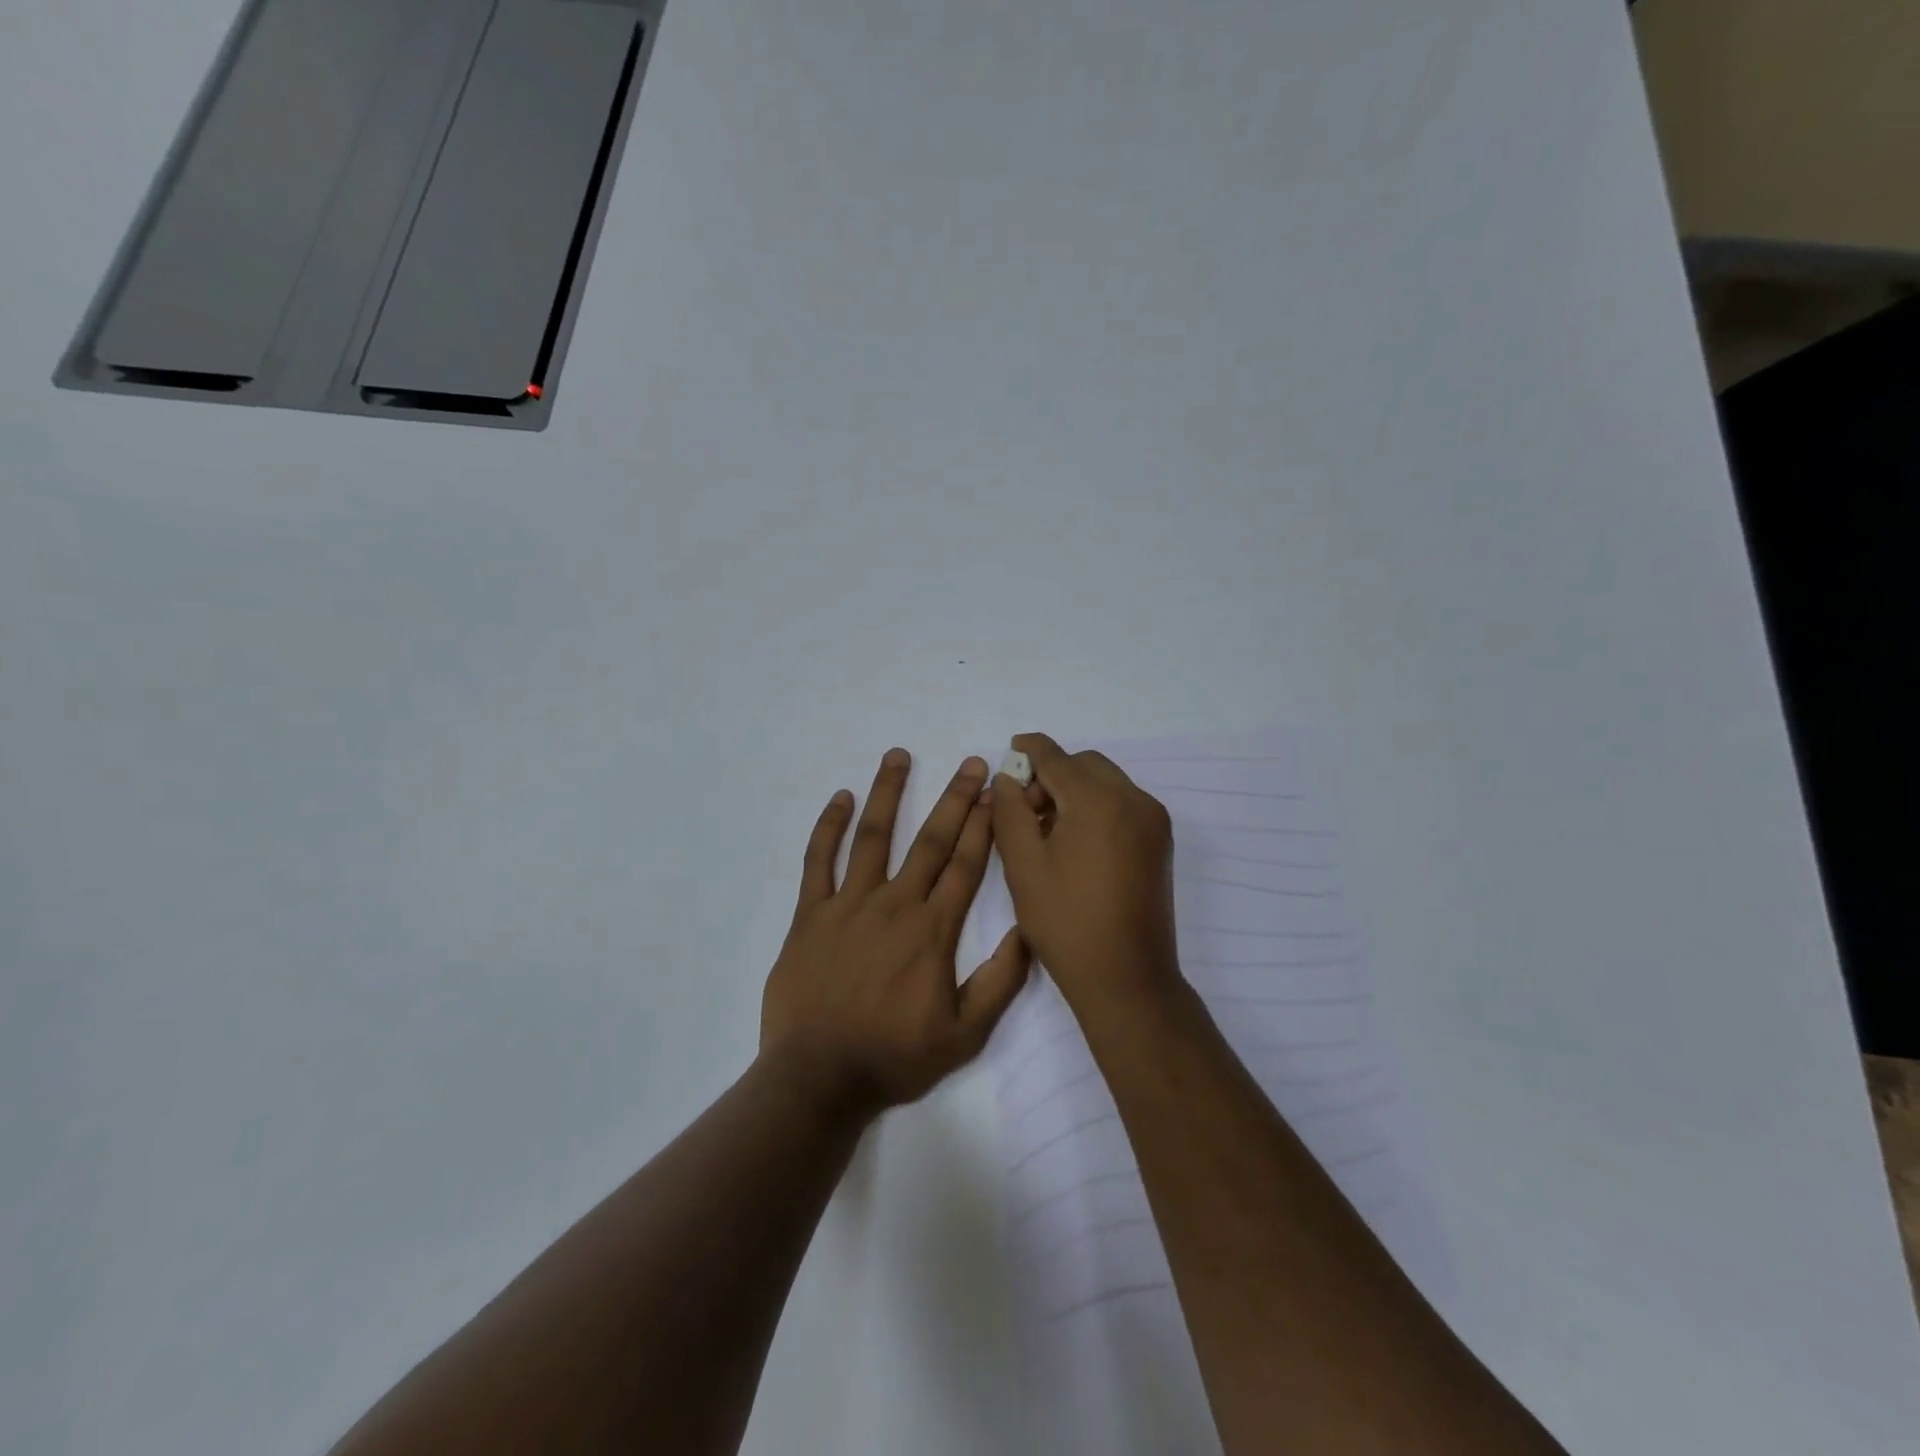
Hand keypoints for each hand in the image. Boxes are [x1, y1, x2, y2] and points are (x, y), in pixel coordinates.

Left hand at [760, 749, 1031, 1115]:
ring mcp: (848, 905)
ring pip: (873, 837)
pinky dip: (829, 828)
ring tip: (898, 756)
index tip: (995, 792)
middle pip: (930, 841)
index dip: (983, 825)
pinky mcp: (810, 915)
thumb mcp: (965, 1033)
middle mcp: (894, 905)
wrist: (818, 1078)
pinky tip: (840, 798)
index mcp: (933, 930)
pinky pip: (818, 862)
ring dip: (888, 793)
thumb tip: (1030, 930)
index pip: (966, 865)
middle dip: (954, 798)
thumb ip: (1000, 981)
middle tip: (970, 763)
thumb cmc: (894, 1057)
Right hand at [990, 733, 1181, 1013]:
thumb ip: (1011, 811)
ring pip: (1106, 783)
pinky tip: (1074, 841)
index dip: (1030, 749)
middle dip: (1052, 774)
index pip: (1058, 758)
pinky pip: (1122, 804)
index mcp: (1099, 801)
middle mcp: (1134, 800)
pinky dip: (1095, 807)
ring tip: (1046, 830)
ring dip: (1074, 790)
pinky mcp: (1160, 842)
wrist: (1126, 978)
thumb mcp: (1023, 865)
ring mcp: (1153, 821)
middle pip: (1086, 765)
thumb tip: (1008, 778)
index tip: (1011, 747)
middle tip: (1024, 809)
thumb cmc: (1066, 922)